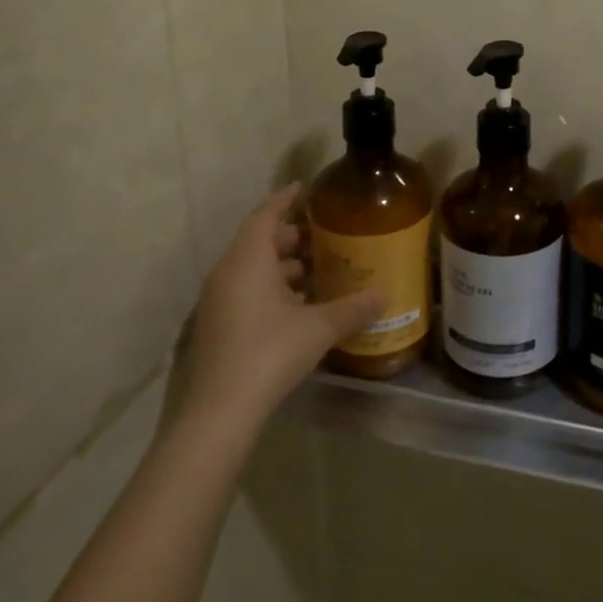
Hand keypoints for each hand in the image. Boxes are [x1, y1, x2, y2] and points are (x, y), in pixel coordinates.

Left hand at [165, 184, 384, 435]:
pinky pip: (247, 292)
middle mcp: (228, 273)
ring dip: (283, 266)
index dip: (286, 198)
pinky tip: (300, 306)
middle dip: (293, 237)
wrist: (219, 413)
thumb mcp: (318, 327)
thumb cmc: (270, 352)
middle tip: (326, 237)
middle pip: (260, 241)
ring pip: (253, 269)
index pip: (266, 214)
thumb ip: (353, 308)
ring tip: (319, 271)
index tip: (305, 187)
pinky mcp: (218, 327)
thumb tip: (384, 295)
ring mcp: (218, 301)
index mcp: (248, 259)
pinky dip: (272, 289)